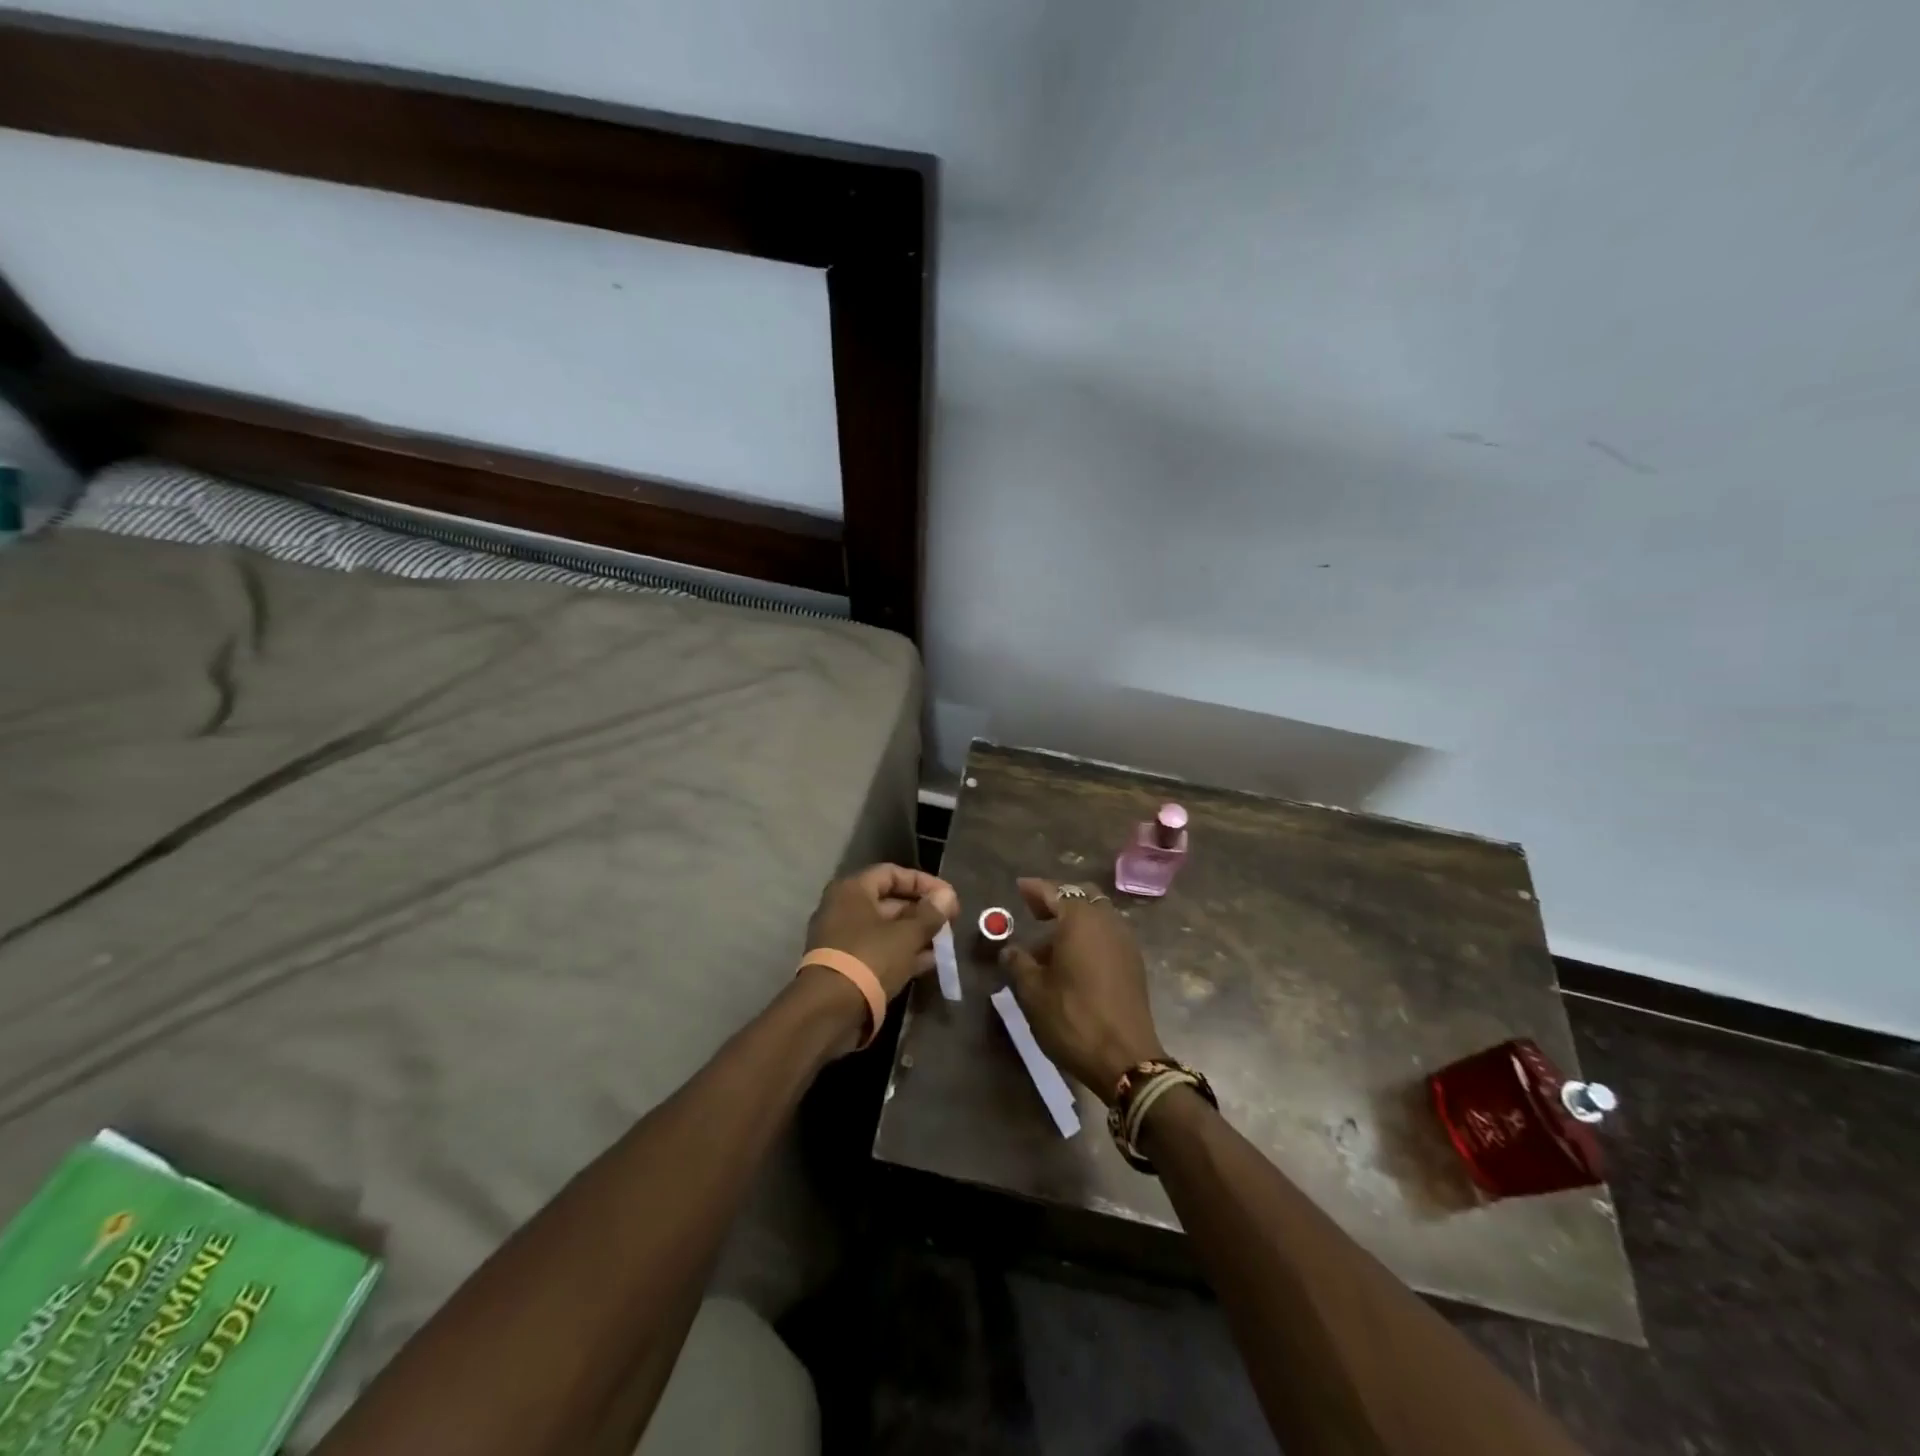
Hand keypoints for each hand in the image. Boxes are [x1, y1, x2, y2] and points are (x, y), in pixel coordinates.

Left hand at [805, 863, 960, 1001]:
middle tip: (949, 922)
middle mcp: (844, 908)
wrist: (829, 1010)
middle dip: (922, 911)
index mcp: (853, 890)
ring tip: (944, 943)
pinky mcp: (847, 966)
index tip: (948, 897)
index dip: (924, 882)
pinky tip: (930, 962)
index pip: (892, 873)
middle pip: (889, 901)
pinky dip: (903, 953)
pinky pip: (880, 951)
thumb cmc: (870, 958)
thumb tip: (948, 895)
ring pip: (886, 929)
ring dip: (916, 934)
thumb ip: (930, 913)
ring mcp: (844, 939)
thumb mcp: (907, 934)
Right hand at [999, 878, 1167, 1103]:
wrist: (1126, 1059)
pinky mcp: (1134, 963)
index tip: (1020, 887)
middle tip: (1035, 912)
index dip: (1035, 889)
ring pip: (1098, 916)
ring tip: (1049, 945)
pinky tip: (1073, 960)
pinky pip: (1108, 935)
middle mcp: (1107, 922)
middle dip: (1059, 900)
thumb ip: (1019, 964)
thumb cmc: (1073, 1018)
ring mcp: (1125, 942)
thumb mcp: (1034, 992)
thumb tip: (1009, 950)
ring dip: (1075, 921)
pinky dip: (1090, 936)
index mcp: (1080, 921)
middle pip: (1083, 897)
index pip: (1055, 892)